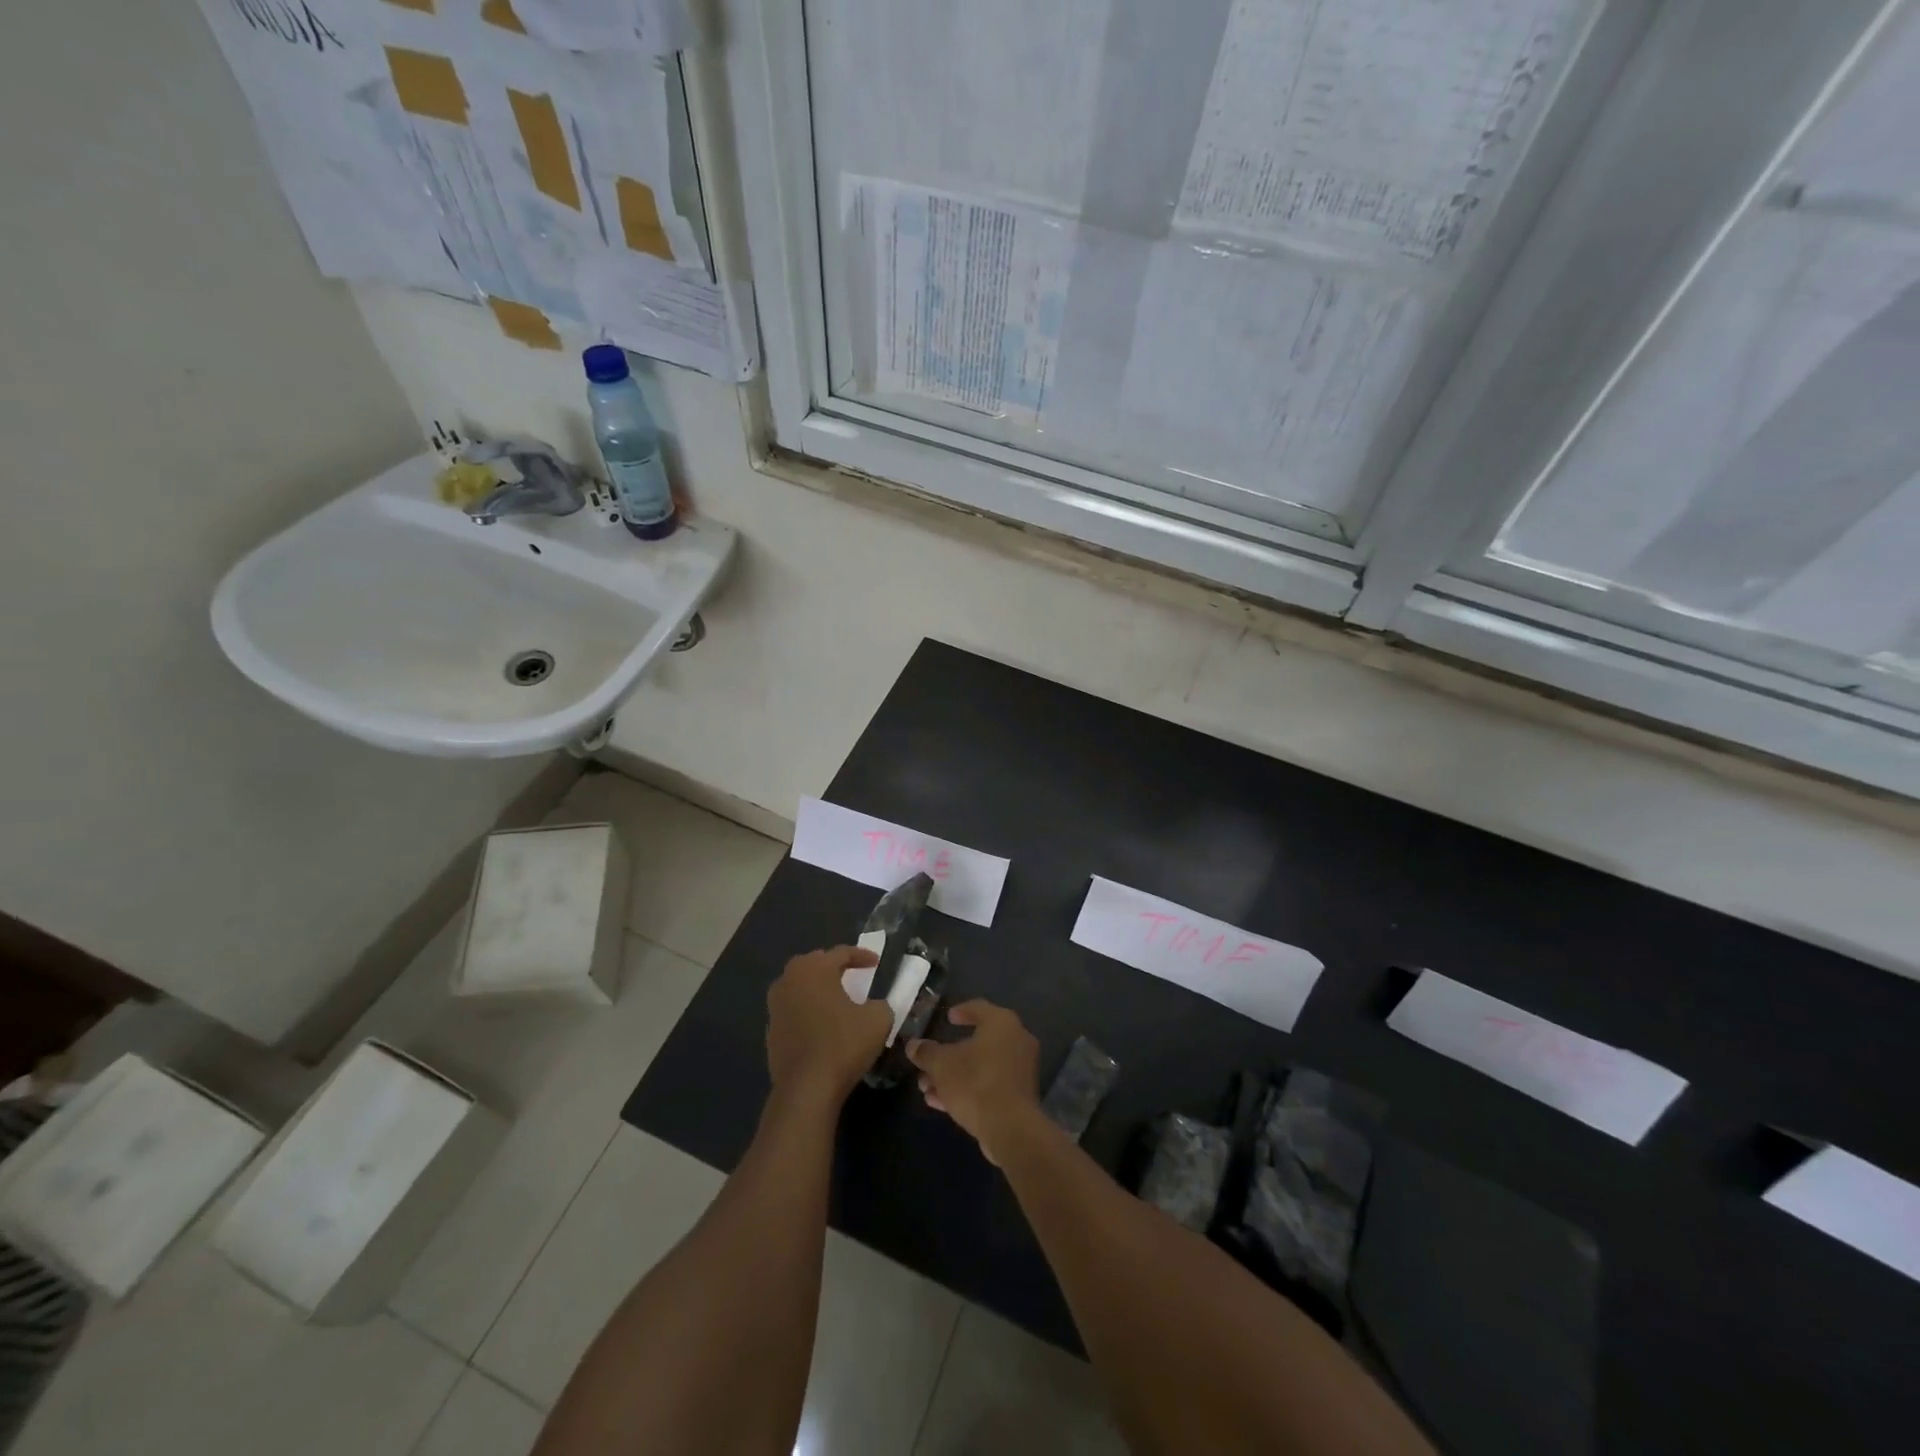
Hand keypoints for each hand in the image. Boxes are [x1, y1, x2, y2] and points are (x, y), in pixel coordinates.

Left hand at [766, 945, 891, 1111]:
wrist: (806, 1088)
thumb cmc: (843, 1044)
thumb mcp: (877, 1019)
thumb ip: (879, 1004)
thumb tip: (873, 1006)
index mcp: (814, 969)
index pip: (841, 953)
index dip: (861, 956)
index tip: (876, 962)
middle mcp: (789, 980)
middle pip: (814, 963)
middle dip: (833, 966)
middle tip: (852, 973)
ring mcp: (775, 1006)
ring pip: (799, 986)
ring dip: (817, 988)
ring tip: (835, 997)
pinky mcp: (770, 1031)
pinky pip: (792, 1010)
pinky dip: (807, 1010)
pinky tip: (820, 1024)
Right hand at [907, 1000, 1040, 1164]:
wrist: (1010, 1128)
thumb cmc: (975, 1082)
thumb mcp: (941, 1064)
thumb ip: (926, 1052)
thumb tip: (913, 1045)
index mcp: (1002, 1023)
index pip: (979, 1008)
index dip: (961, 1012)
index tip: (947, 1018)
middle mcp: (1016, 1040)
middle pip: (977, 1042)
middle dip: (948, 1055)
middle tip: (928, 1063)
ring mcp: (1020, 1070)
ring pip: (981, 1067)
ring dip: (953, 1075)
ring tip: (926, 1087)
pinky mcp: (1019, 1096)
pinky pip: (989, 1085)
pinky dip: (967, 1089)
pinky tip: (940, 1102)